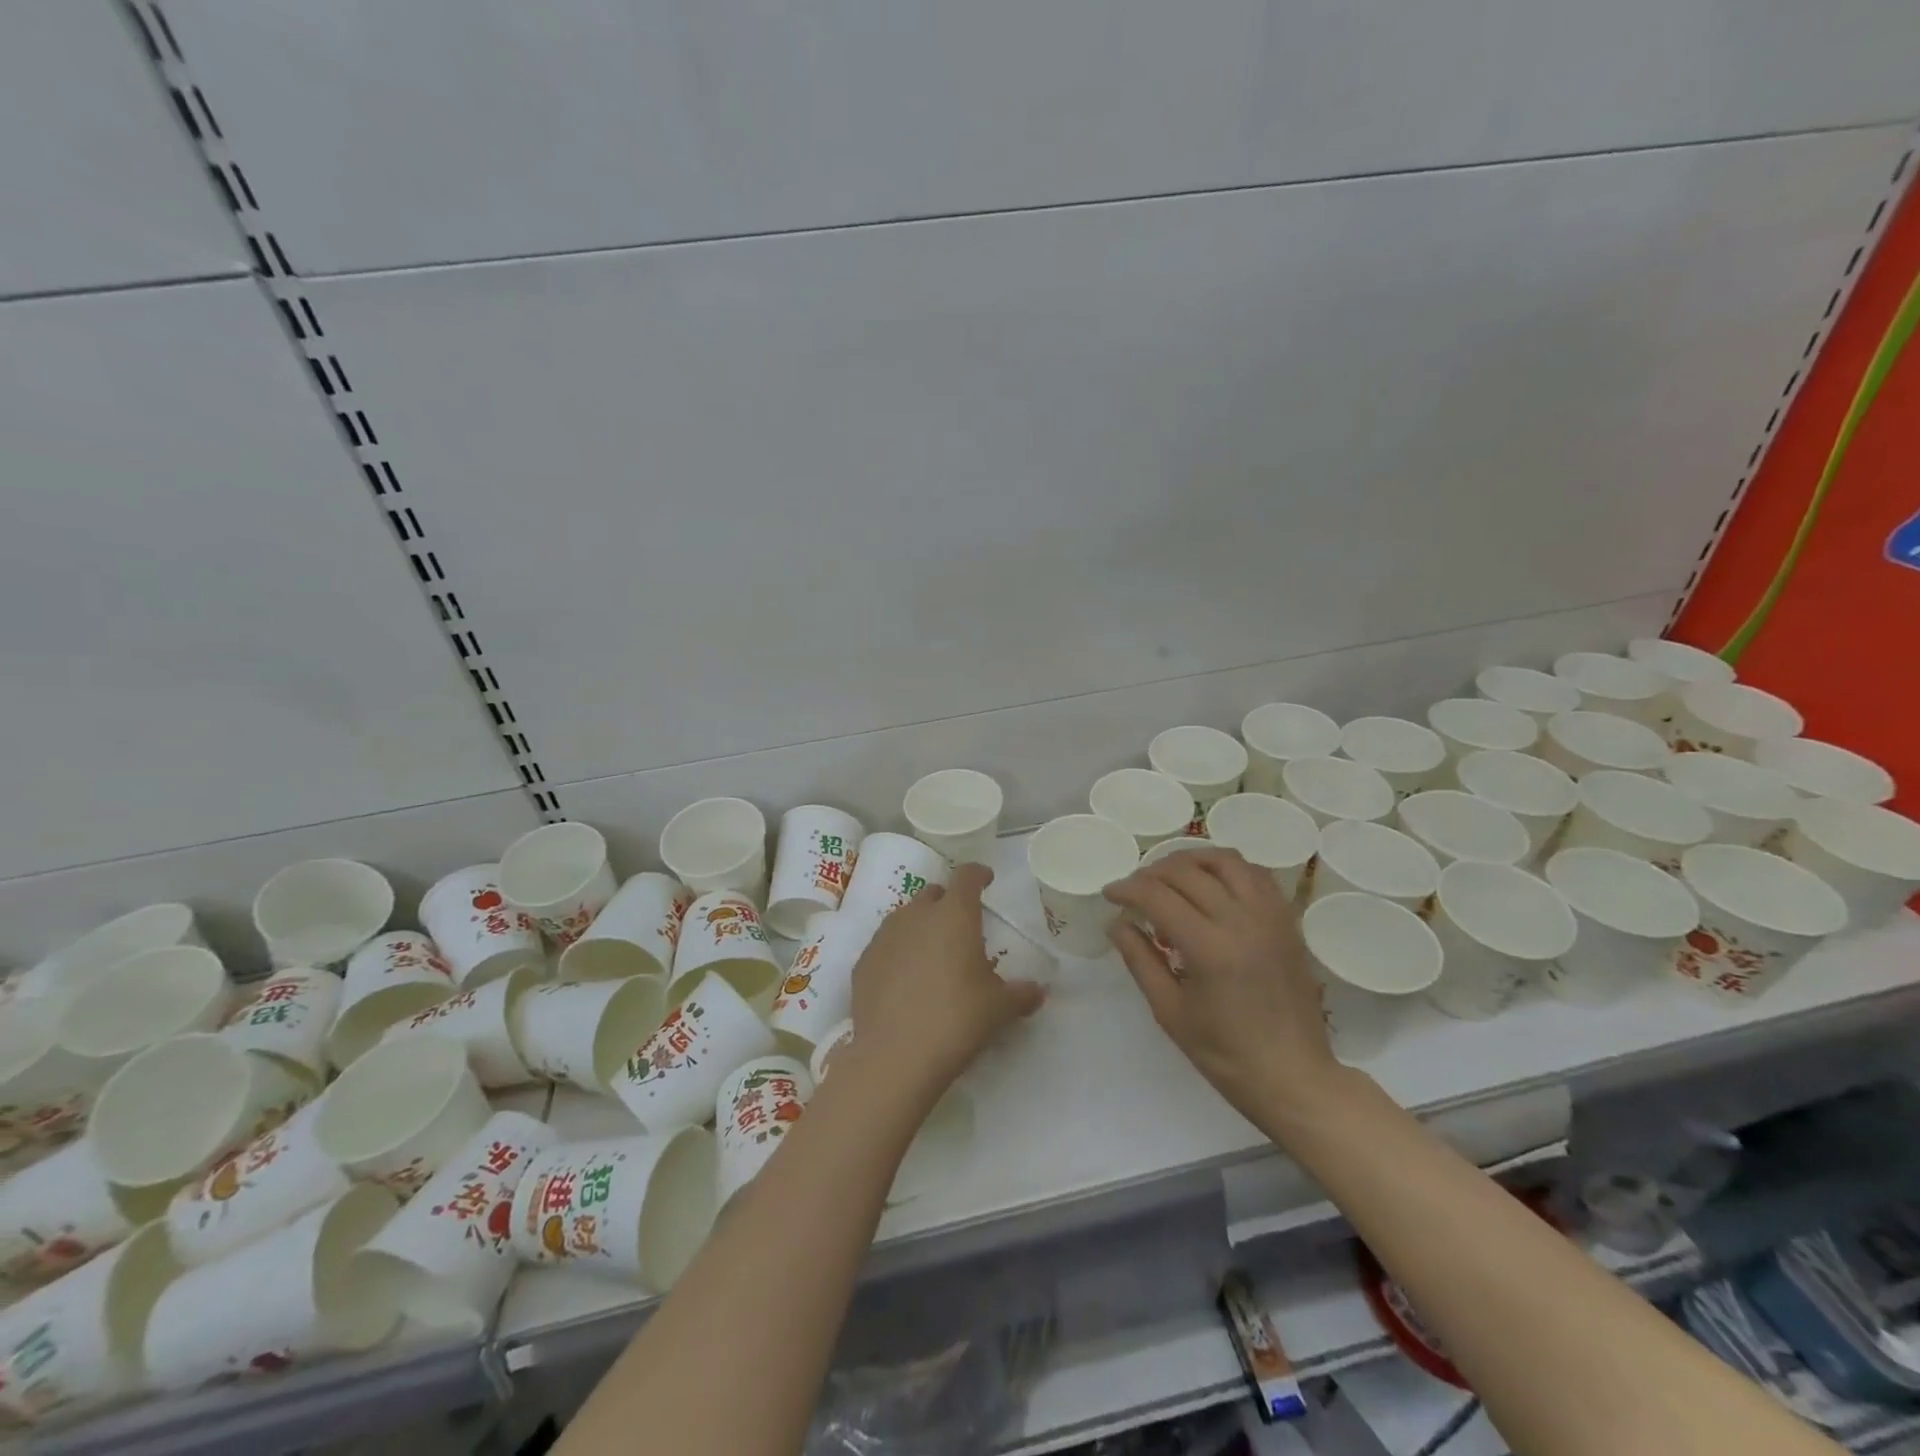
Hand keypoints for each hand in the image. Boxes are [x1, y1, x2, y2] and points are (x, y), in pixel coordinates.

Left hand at [847, 863, 1044, 1110]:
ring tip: (932, 955)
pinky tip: (904, 980)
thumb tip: (1038, 992)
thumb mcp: (998, 1009)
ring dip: (920, 926)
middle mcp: (917, 915)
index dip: (979, 874)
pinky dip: (897, 953)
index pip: (967, 876)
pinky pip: (885, 945)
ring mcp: (885, 936)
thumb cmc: (956, 1020)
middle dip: (947, 903)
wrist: (895, 1056)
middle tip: (960, 928)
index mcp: (954, 915)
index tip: (986, 880)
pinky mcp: (862, 961)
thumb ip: (1021, 994)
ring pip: (905, 917)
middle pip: (933, 893)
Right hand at [1105, 847, 1340, 1122]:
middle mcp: (1241, 921)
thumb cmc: (1225, 1054)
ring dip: (1191, 860)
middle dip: (1151, 873)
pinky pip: (1256, 874)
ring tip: (1170, 875)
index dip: (1127, 889)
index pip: (1157, 896)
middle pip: (1187, 872)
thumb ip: (1140, 960)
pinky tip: (1211, 883)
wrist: (1293, 1077)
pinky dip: (1227, 868)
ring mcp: (1270, 917)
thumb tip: (1116, 923)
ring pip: (1225, 861)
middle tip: (1134, 889)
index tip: (1110, 894)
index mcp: (1209, 948)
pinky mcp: (1287, 921)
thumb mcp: (1169, 1011)